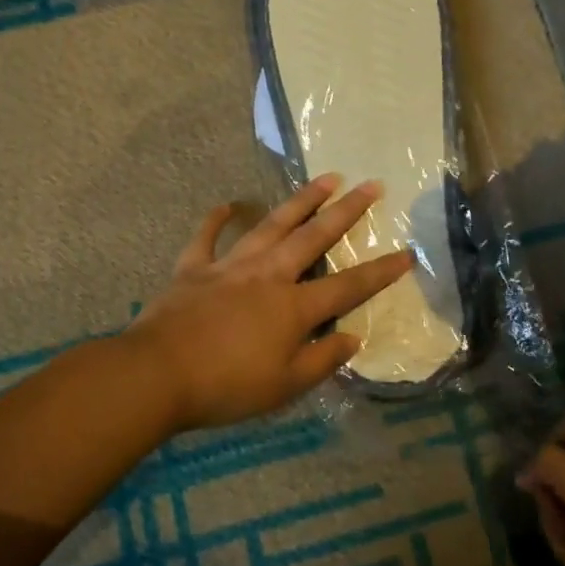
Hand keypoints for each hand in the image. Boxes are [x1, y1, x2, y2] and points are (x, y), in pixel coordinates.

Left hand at [126, 175, 414, 431]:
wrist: (157, 374)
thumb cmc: (226, 386)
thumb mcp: (284, 386)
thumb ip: (323, 360)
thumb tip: (354, 337)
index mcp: (293, 307)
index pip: (348, 286)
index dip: (380, 271)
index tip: (407, 253)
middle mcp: (268, 276)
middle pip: (313, 237)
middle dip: (346, 212)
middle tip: (371, 186)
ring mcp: (229, 267)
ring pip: (271, 226)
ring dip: (300, 201)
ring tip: (325, 179)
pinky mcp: (193, 268)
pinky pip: (206, 237)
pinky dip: (217, 219)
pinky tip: (227, 205)